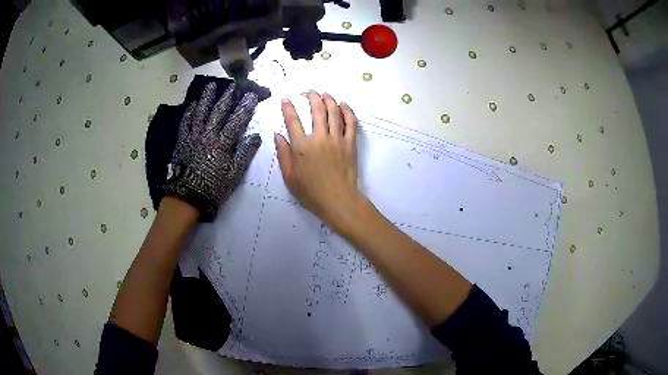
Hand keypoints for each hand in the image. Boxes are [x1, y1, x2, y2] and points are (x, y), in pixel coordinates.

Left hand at [162, 82, 260, 220]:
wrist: (187, 196)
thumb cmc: (213, 187)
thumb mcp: (234, 174)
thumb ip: (244, 153)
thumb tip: (256, 136)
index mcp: (223, 143)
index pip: (237, 120)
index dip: (245, 107)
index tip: (252, 95)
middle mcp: (208, 134)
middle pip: (218, 112)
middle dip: (227, 97)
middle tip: (232, 85)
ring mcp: (194, 136)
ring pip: (201, 112)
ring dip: (207, 98)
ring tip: (211, 85)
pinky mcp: (183, 140)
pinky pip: (186, 122)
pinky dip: (190, 112)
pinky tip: (193, 104)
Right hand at [275, 91, 362, 231]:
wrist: (338, 200)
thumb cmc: (311, 192)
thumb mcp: (289, 177)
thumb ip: (283, 154)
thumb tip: (277, 134)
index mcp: (302, 147)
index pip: (292, 121)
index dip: (287, 108)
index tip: (286, 99)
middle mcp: (319, 138)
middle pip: (316, 110)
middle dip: (311, 97)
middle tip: (309, 92)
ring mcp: (337, 139)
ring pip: (334, 112)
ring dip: (329, 100)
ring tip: (325, 93)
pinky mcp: (350, 143)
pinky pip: (350, 122)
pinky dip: (347, 111)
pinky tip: (343, 105)